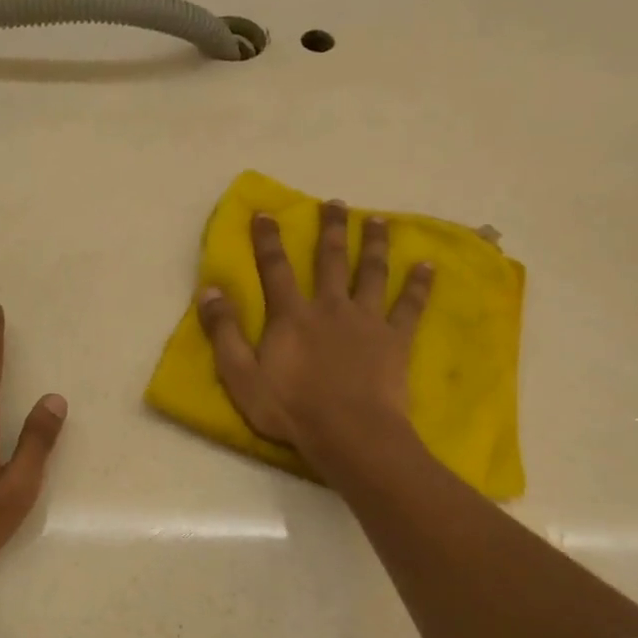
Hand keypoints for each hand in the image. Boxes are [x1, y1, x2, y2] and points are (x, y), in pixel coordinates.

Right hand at [196, 201, 432, 466]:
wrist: (349, 433)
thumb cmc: (291, 408)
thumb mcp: (241, 375)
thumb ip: (224, 332)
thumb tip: (209, 290)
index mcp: (291, 316)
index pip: (275, 268)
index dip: (268, 240)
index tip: (266, 212)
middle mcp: (330, 307)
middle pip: (330, 260)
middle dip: (330, 229)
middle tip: (335, 204)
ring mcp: (366, 320)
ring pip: (371, 272)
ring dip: (374, 244)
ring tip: (378, 220)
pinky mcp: (395, 339)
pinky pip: (410, 305)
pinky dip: (419, 284)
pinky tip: (428, 264)